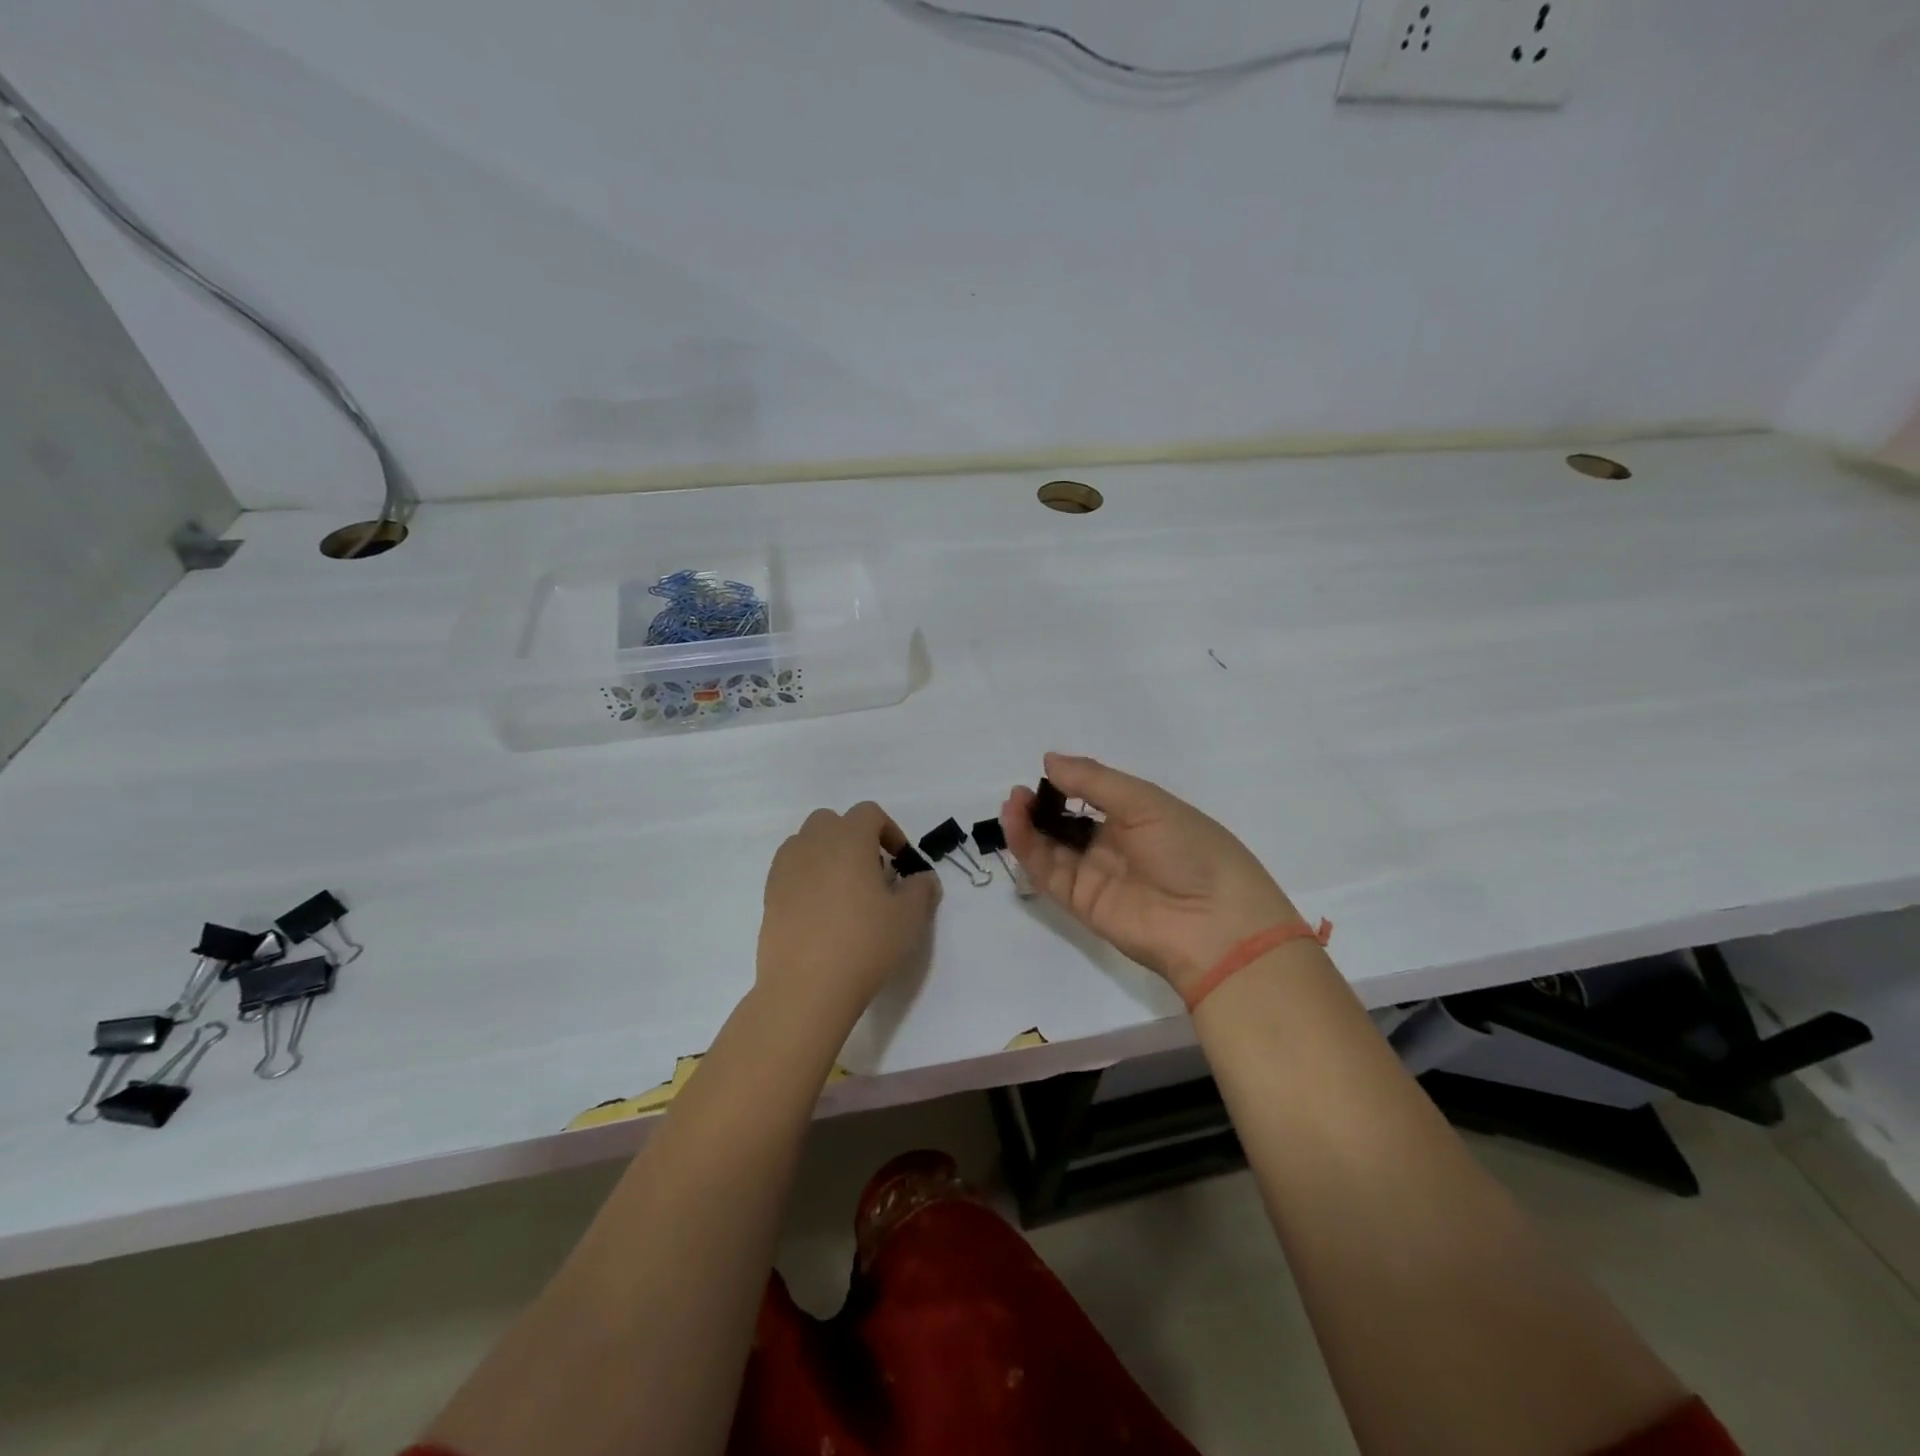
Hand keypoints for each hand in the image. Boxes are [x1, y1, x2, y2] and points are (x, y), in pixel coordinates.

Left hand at [757, 802, 940, 1031]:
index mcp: (848, 838)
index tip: (900, 861)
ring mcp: (786, 868)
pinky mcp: (769, 895)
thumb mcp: (909, 917)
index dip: (889, 830)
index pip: (869, 813)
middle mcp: (813, 843)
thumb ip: (921, 889)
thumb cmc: (865, 943)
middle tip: (872, 873)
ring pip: (807, 843)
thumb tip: (923, 879)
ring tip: (844, 892)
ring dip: (827, 855)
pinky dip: (807, 877)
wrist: (806, 988)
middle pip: (832, 821)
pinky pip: (790, 870)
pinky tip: (820, 912)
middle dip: (854, 837)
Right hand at [1002, 753, 1299, 998]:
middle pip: (1067, 822)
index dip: (1067, 784)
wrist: (1213, 925)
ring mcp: (1096, 875)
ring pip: (1051, 847)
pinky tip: (1016, 825)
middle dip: (1042, 805)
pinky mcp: (1081, 903)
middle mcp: (1115, 845)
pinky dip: (1028, 850)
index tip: (1044, 771)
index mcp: (1139, 817)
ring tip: (1013, 804)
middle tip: (1020, 792)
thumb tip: (1049, 760)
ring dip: (1028, 825)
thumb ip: (1094, 781)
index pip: (1093, 796)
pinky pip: (1048, 873)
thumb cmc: (1190, 850)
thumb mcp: (1147, 803)